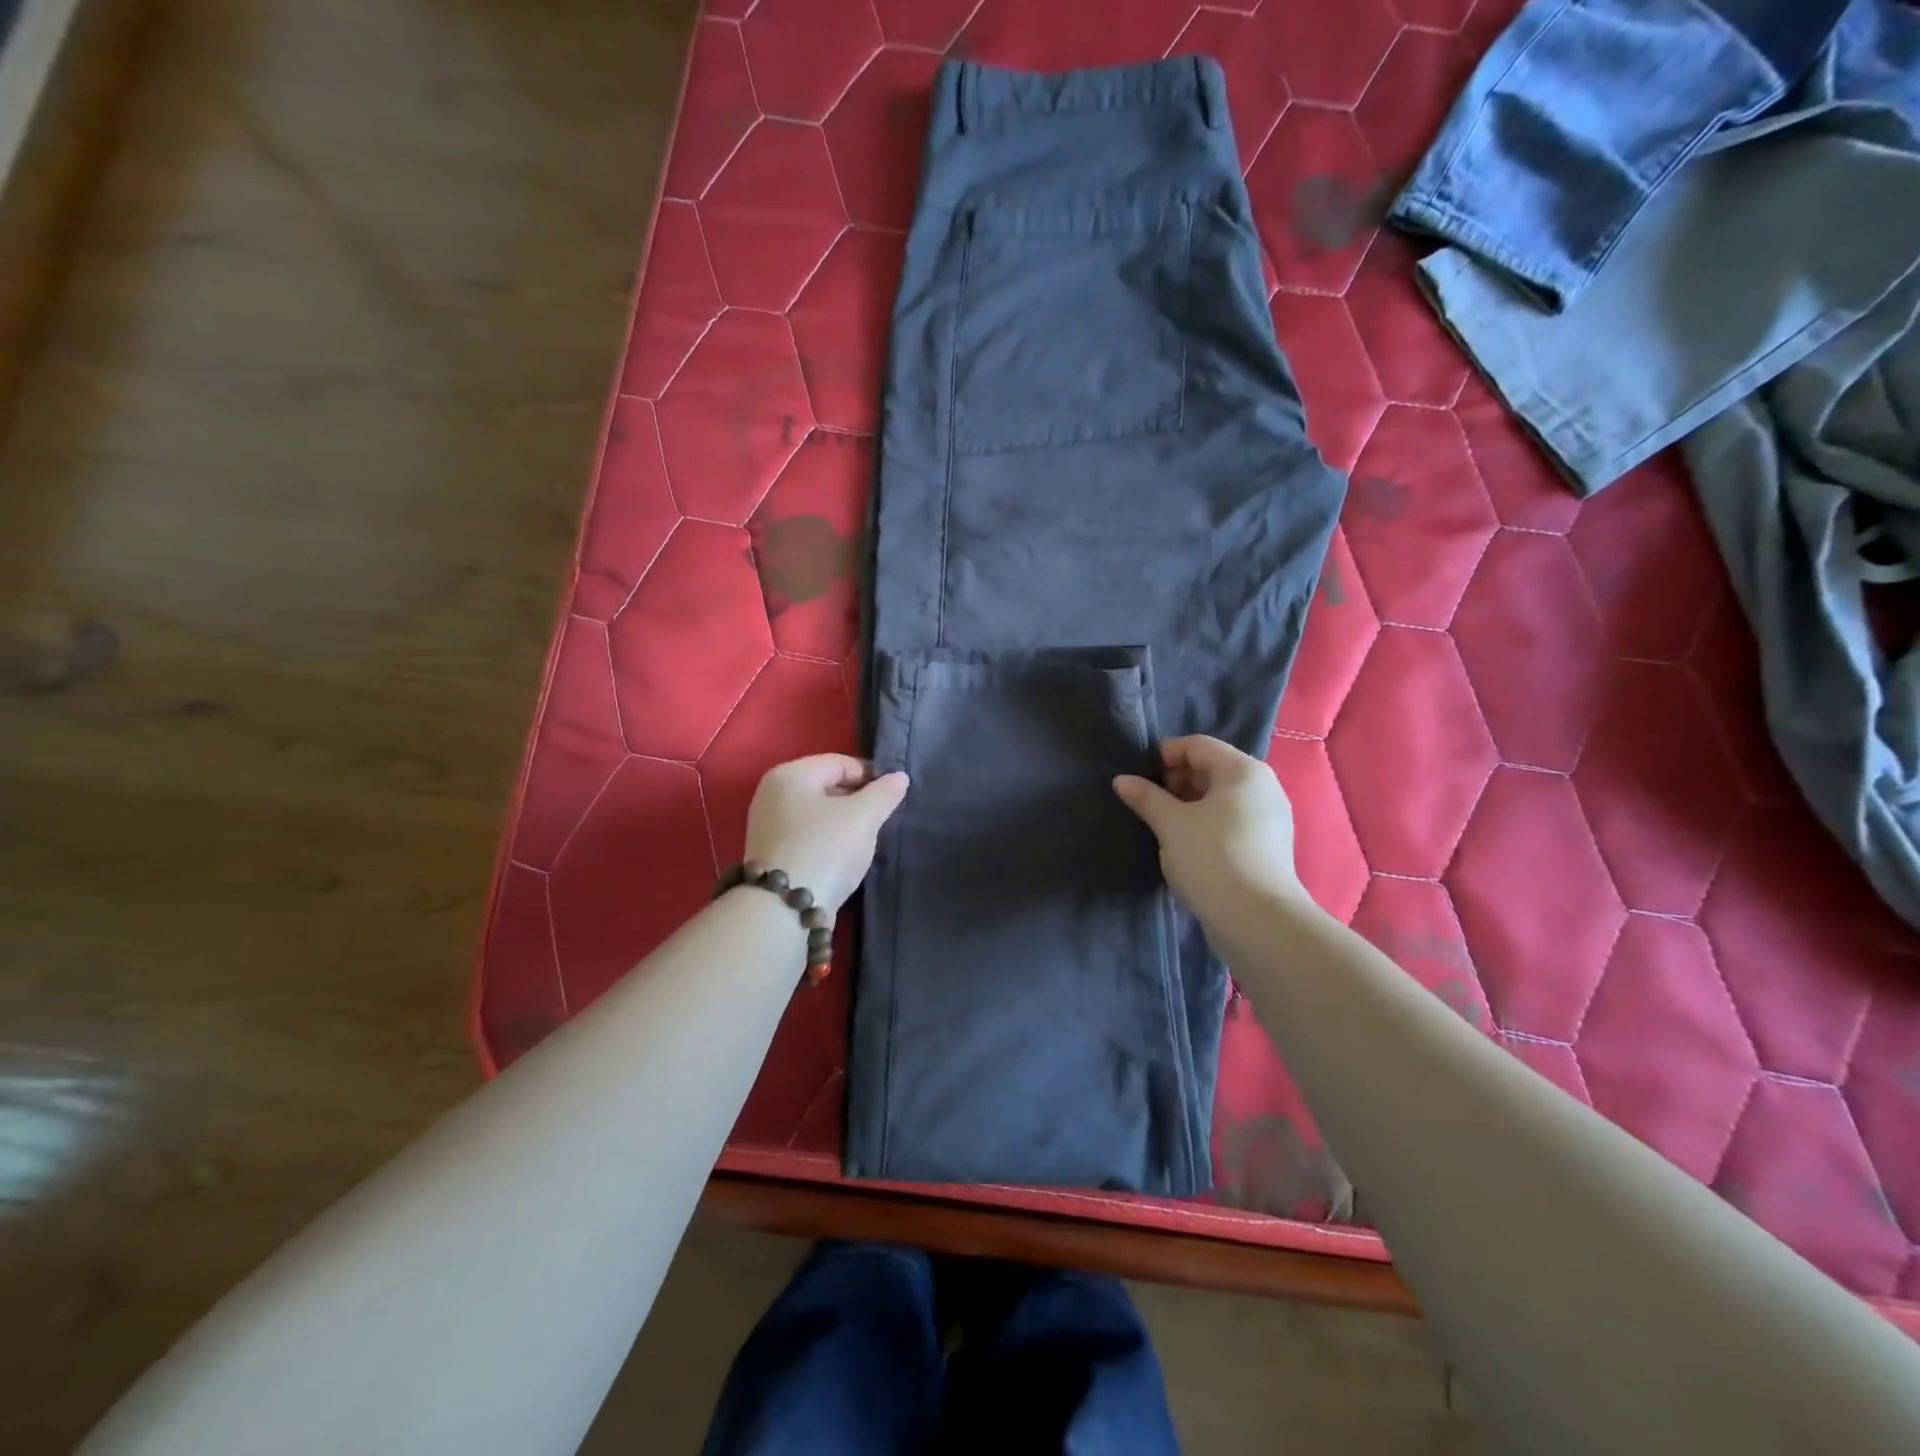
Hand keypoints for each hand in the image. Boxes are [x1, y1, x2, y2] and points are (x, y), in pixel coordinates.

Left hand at [744, 755, 909, 915]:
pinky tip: (845, 857)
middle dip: (858, 800)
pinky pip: (809, 836)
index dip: (871, 775)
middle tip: (883, 819)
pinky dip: (829, 841)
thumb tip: (899, 777)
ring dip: (845, 823)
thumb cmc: (825, 850)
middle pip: (827, 787)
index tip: (894, 796)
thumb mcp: (863, 817)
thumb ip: (885, 793)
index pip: (840, 763)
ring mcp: (768, 826)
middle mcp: (772, 794)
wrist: (783, 910)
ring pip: (819, 814)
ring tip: (867, 840)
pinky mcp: (772, 854)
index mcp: (789, 774)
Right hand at [1113, 735, 1308, 926]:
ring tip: (1161, 824)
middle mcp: (1263, 786)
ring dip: (1188, 804)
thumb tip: (1122, 780)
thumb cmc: (1212, 858)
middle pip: (1212, 768)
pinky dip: (1206, 822)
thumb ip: (1146, 797)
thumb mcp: (1171, 824)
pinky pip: (1231, 820)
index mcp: (1243, 770)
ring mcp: (1269, 817)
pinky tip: (1185, 844)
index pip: (1198, 745)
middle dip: (1176, 780)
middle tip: (1147, 802)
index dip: (1165, 755)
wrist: (1257, 920)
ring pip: (1221, 797)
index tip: (1139, 778)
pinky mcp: (1268, 846)